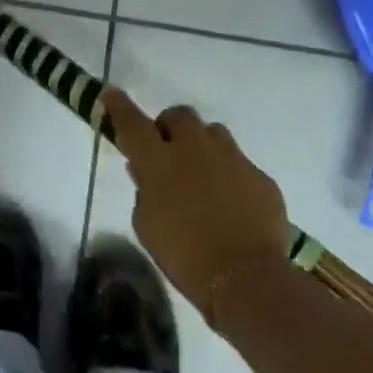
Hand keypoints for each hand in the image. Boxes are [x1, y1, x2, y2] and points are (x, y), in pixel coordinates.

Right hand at [100, 88, 292, 322]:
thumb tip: (144, 172)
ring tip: (202, 173)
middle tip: (168, 151)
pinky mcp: (260, 177)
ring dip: (202, 145)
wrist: (246, 278)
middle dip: (170, 127)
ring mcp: (232, 159)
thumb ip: (144, 192)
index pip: (132, 122)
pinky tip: (232, 203)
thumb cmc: (184, 255)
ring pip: (213, 132)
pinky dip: (230, 175)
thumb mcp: (147, 226)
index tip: (111, 94)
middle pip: (179, 116)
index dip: (119, 106)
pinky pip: (240, 163)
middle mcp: (194, 148)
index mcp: (158, 161)